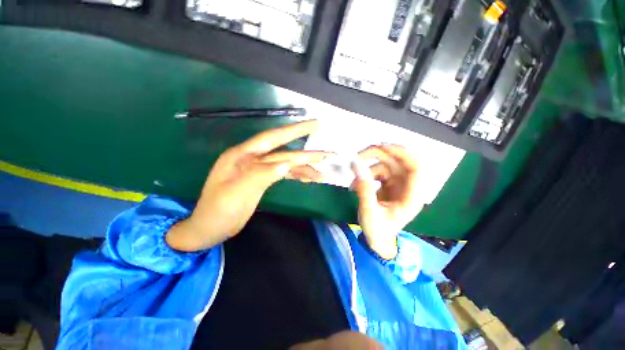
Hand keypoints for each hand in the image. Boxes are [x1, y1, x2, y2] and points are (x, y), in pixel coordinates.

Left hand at [166, 120, 327, 251]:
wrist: (209, 228)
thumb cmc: (218, 211)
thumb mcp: (236, 194)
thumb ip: (261, 175)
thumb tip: (287, 164)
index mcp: (242, 156)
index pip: (272, 138)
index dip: (294, 130)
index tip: (315, 125)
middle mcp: (252, 159)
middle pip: (284, 153)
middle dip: (306, 153)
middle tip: (327, 153)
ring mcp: (258, 170)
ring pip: (286, 164)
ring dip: (304, 168)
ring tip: (322, 174)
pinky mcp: (263, 180)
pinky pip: (283, 174)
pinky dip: (296, 175)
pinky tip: (308, 178)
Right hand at [351, 144, 422, 259]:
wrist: (378, 240)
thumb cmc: (378, 230)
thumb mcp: (369, 211)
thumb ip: (364, 188)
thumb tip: (356, 165)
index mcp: (412, 195)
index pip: (415, 166)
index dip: (400, 153)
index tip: (380, 147)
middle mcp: (408, 185)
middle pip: (397, 160)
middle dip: (377, 155)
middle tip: (358, 156)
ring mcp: (398, 183)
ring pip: (385, 164)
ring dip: (367, 168)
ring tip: (353, 183)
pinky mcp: (388, 183)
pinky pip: (377, 171)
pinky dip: (365, 175)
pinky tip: (356, 186)